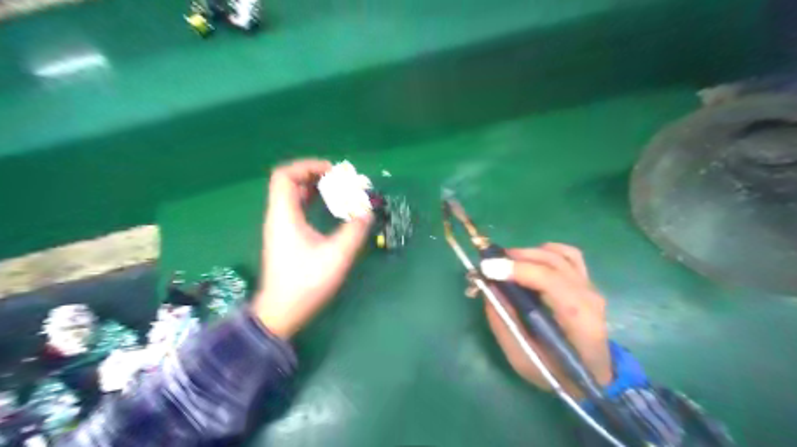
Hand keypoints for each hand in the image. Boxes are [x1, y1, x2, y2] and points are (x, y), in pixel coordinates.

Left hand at [251, 161, 373, 338]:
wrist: (282, 312)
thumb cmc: (306, 283)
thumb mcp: (337, 256)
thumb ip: (354, 231)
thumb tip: (367, 212)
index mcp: (284, 215)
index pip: (285, 176)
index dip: (307, 166)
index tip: (332, 171)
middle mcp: (278, 217)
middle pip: (289, 183)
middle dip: (315, 176)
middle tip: (340, 180)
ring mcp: (280, 228)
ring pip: (293, 197)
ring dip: (315, 189)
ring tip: (339, 191)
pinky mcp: (286, 238)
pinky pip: (297, 210)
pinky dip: (312, 203)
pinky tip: (330, 210)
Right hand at [479, 242, 610, 398]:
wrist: (592, 378)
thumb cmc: (557, 372)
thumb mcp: (523, 357)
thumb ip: (504, 322)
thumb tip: (488, 287)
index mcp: (578, 319)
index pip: (549, 280)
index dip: (517, 269)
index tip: (487, 268)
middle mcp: (589, 296)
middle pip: (552, 261)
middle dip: (516, 257)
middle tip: (489, 264)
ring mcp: (590, 286)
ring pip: (559, 254)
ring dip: (528, 253)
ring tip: (506, 263)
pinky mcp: (586, 282)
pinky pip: (568, 255)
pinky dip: (545, 251)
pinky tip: (530, 261)